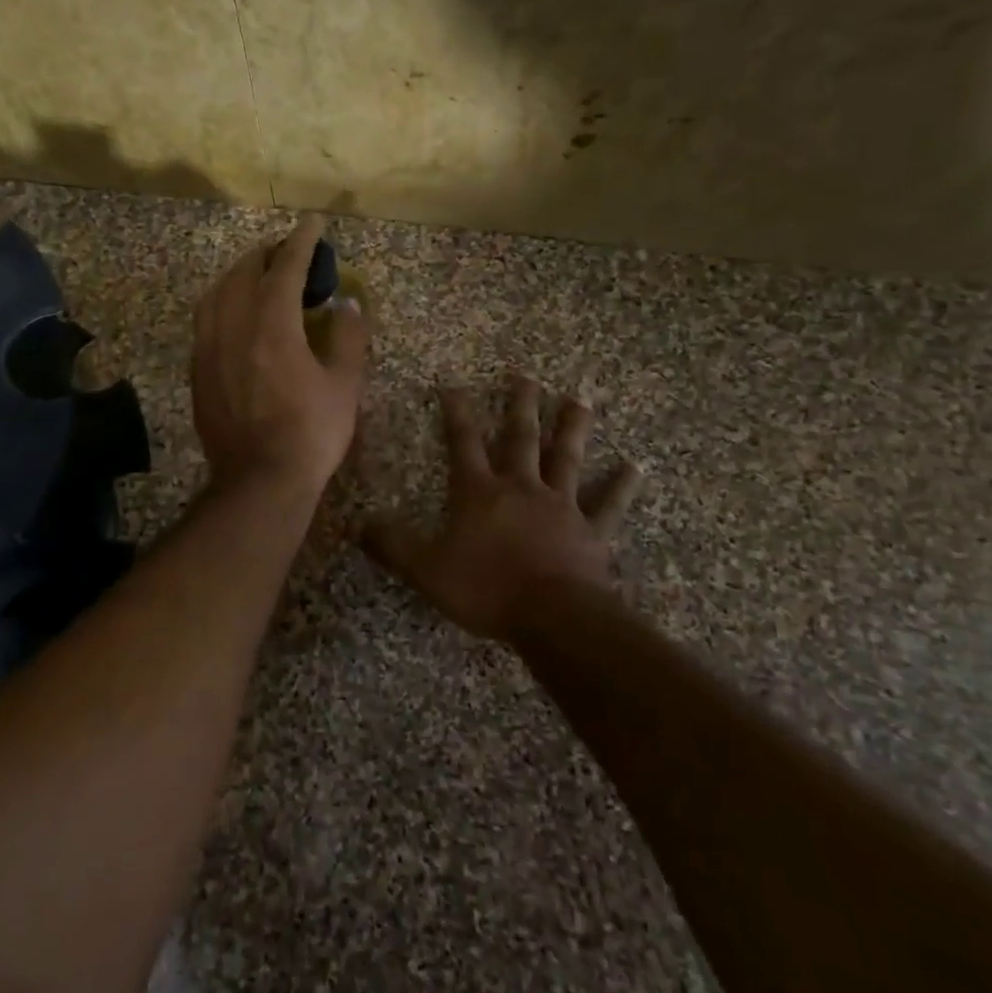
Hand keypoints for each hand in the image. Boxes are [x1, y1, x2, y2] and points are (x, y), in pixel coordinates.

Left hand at [191, 216, 369, 494]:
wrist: (259, 482)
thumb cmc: (311, 434)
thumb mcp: (345, 386)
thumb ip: (347, 338)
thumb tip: (348, 305)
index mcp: (272, 325)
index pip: (285, 268)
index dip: (301, 242)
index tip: (313, 223)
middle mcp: (233, 328)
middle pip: (242, 274)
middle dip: (265, 255)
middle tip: (286, 253)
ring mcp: (208, 350)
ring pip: (215, 295)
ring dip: (237, 276)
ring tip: (256, 277)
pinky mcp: (197, 373)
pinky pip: (204, 322)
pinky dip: (221, 304)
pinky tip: (233, 316)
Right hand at [362, 376, 640, 642]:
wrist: (553, 618)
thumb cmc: (486, 589)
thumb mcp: (426, 569)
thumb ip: (392, 545)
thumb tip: (356, 525)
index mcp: (480, 492)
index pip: (463, 442)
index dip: (456, 412)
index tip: (453, 384)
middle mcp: (521, 488)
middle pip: (521, 438)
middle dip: (520, 405)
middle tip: (524, 375)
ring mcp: (561, 506)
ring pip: (567, 458)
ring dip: (572, 428)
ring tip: (579, 400)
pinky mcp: (591, 531)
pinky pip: (608, 504)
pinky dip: (620, 485)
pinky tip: (635, 467)